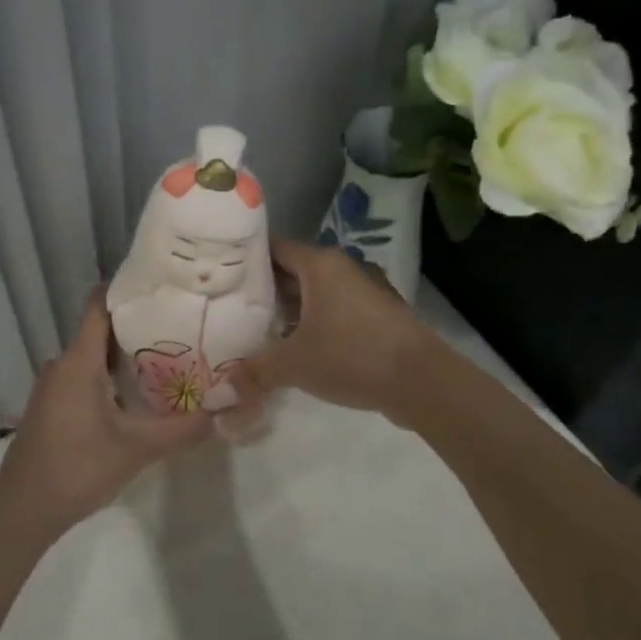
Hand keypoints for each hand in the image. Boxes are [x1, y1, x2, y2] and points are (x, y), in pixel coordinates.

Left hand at [0, 291, 213, 534]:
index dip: (126, 289)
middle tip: (180, 324)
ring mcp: (54, 386)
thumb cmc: (77, 468)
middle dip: (138, 325)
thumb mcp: (136, 449)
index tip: (161, 284)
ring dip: (125, 354)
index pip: (99, 305)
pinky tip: (138, 394)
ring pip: (93, 356)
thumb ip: (181, 430)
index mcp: (78, 362)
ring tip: (168, 355)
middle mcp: (62, 365)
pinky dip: (110, 376)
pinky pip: (84, 376)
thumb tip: (222, 413)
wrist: (23, 510)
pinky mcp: (52, 406)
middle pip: (102, 330)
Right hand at [231, 239, 439, 418]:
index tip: (220, 274)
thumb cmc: (352, 355)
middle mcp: (341, 269)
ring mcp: (362, 291)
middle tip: (230, 306)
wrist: (422, 381)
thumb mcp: (294, 364)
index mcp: (319, 264)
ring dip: (289, 310)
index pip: (273, 247)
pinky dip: (312, 322)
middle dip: (264, 289)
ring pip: (314, 293)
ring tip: (256, 329)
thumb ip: (254, 372)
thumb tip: (218, 392)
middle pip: (292, 270)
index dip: (246, 259)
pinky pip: (333, 310)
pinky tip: (295, 347)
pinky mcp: (376, 315)